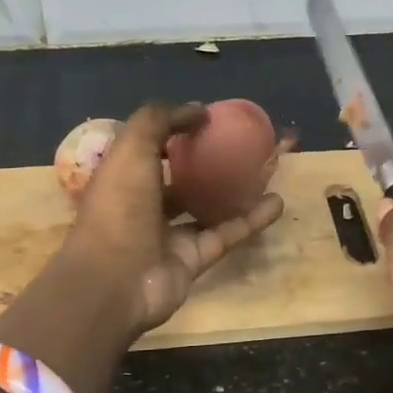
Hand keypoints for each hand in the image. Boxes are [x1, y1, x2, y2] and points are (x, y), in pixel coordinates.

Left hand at [62, 101, 284, 337]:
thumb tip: (197, 110)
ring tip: (266, 170)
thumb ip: (159, 120)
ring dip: (235, 190)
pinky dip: (251, 220)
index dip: (175, 131)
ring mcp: (170, 235)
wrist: (116, 281)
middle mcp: (145, 205)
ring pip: (207, 207)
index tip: (208, 121)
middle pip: (182, 177)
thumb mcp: (132, 149)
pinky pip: (226, 235)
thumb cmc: (119, 207)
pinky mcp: (193, 260)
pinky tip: (277, 202)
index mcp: (123, 177)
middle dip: (209, 161)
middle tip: (244, 145)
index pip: (150, 149)